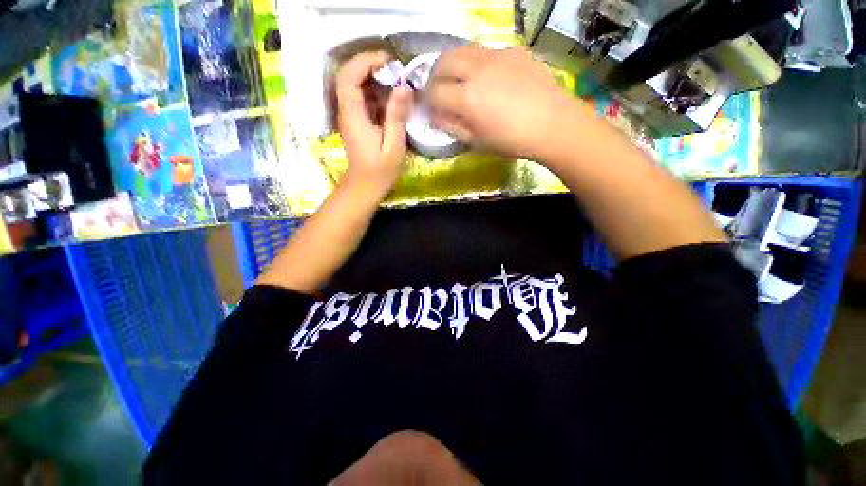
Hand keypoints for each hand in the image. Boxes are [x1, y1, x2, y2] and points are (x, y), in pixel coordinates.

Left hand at [336, 51, 412, 195]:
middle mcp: (347, 110)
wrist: (365, 185)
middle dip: (370, 65)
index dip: (366, 61)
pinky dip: (375, 91)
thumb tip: (404, 86)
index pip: (349, 76)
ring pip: (354, 84)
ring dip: (374, 77)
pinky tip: (391, 98)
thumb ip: (396, 116)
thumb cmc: (380, 170)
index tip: (389, 62)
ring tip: (397, 82)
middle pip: (348, 75)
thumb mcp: (393, 145)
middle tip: (395, 69)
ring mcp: (349, 115)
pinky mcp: (355, 120)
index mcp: (353, 115)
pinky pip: (361, 97)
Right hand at [427, 46, 591, 160]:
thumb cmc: (511, 140)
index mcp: (467, 97)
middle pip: (443, 61)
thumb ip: (452, 127)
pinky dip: (477, 63)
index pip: (434, 92)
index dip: (428, 101)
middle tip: (439, 89)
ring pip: (463, 50)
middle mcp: (477, 69)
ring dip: (453, 64)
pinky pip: (486, 51)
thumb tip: (436, 116)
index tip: (430, 108)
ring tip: (458, 79)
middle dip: (435, 76)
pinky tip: (487, 77)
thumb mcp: (477, 142)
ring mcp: (496, 55)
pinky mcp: (513, 51)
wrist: (552, 124)